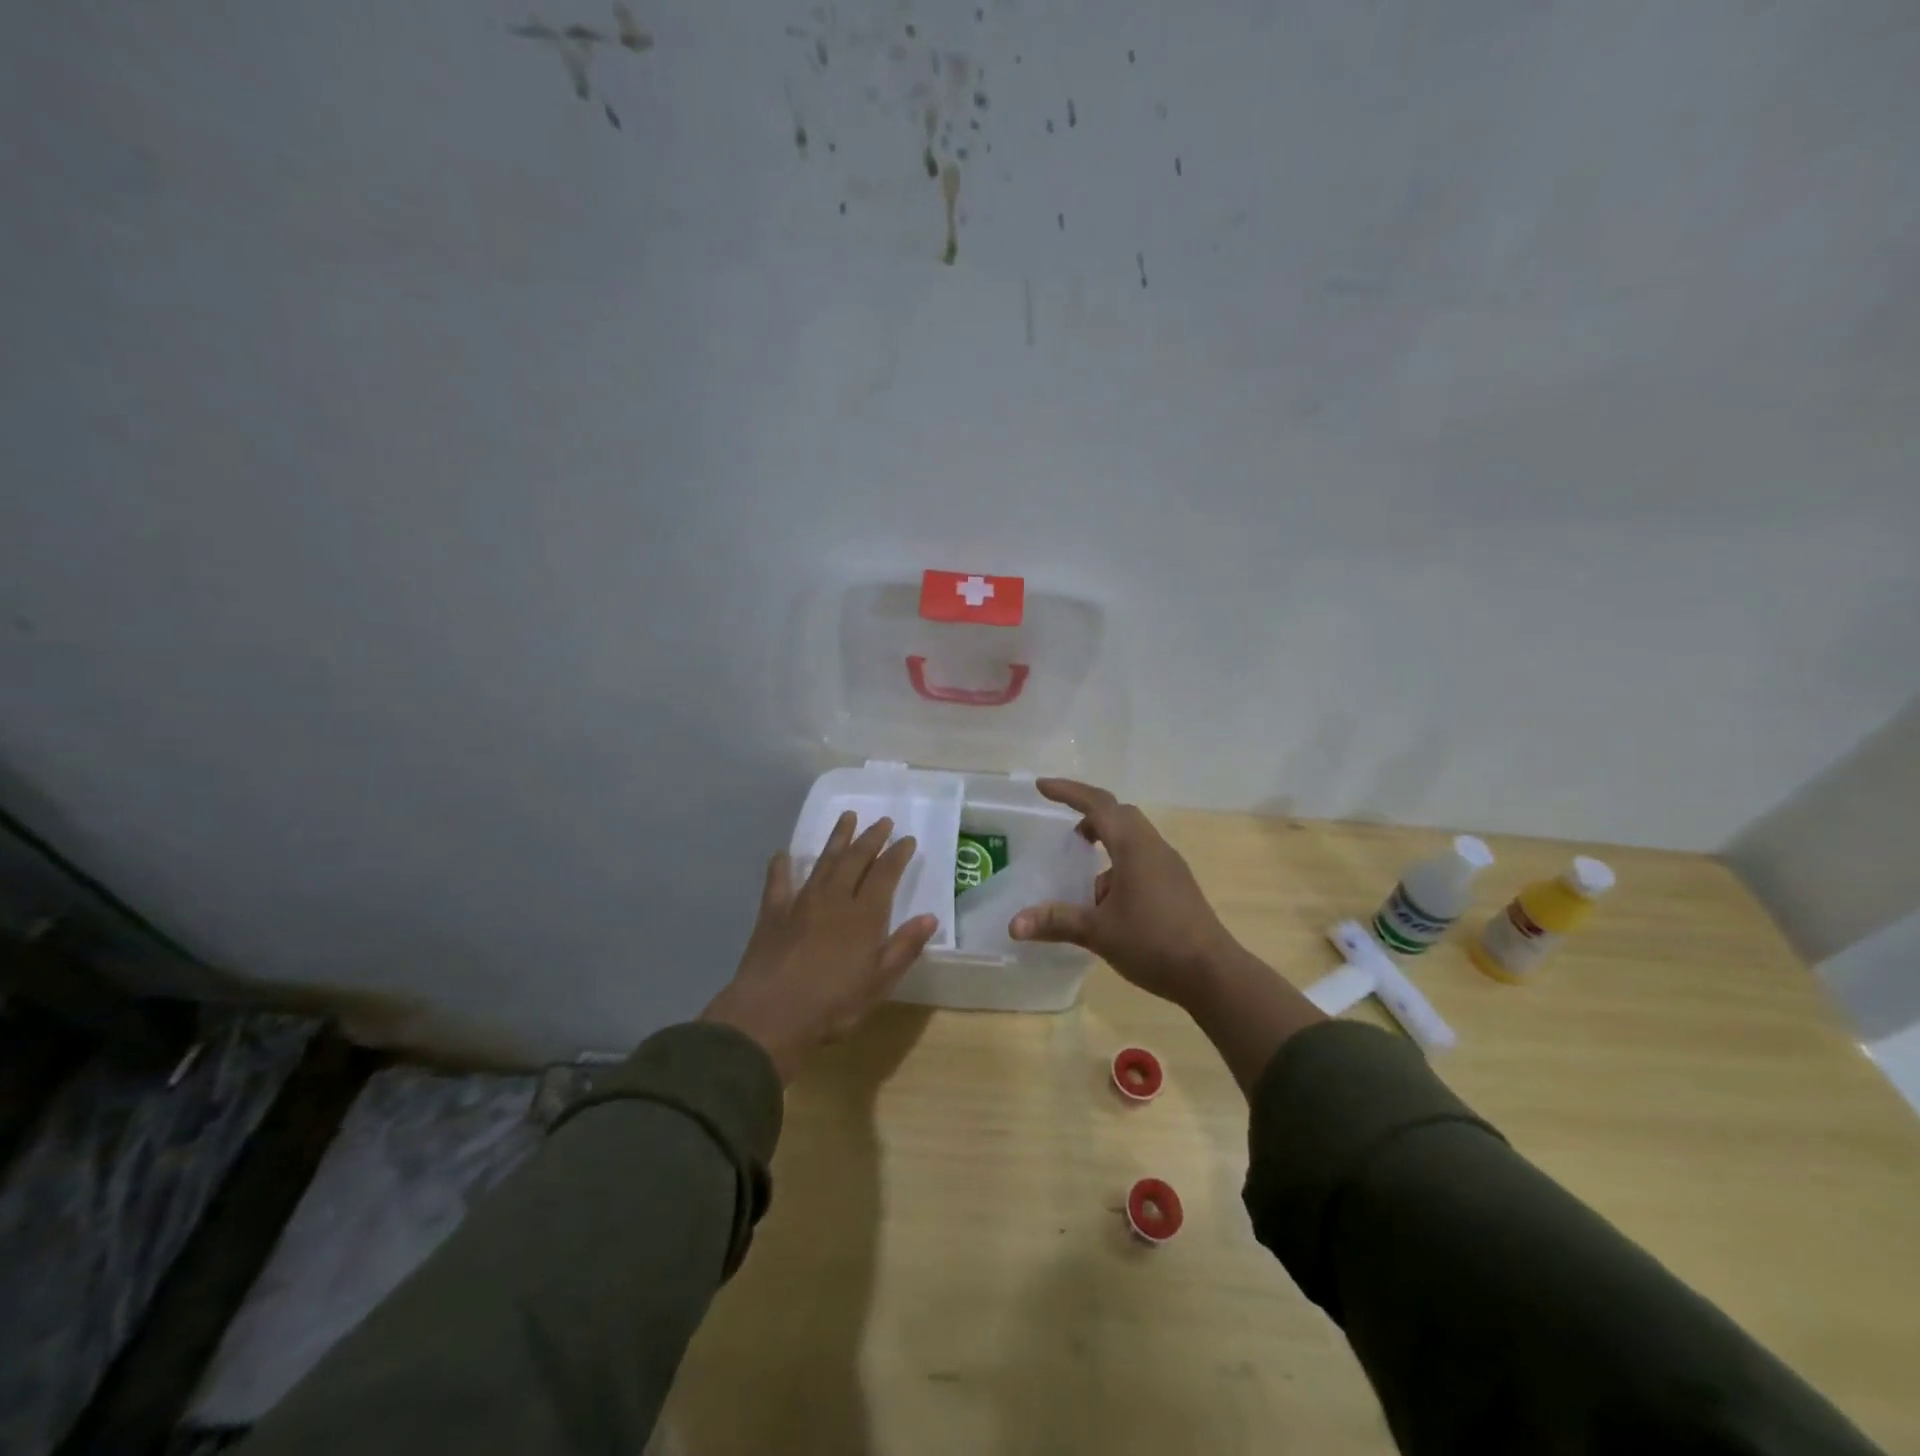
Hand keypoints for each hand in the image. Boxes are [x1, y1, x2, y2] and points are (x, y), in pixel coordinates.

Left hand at [703, 812, 937, 1082]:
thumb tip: (930, 918)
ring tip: (847, 817)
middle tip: (882, 821)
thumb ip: (904, 947)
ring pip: (823, 862)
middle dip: (871, 838)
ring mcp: (801, 903)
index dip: (897, 855)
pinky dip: (781, 866)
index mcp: (864, 915)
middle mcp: (834, 899)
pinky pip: (778, 882)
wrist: (770, 1016)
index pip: (885, 874)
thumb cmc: (832, 1005)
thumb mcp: (878, 983)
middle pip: (855, 860)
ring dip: (837, 838)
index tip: (907, 839)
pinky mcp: (772, 914)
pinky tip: (782, 854)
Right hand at [1011, 778, 1324, 1092]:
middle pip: (1119, 814)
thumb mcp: (1098, 932)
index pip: (1098, 805)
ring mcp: (1169, 866)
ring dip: (1105, 842)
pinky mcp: (1177, 885)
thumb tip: (1013, 924)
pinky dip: (1119, 863)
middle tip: (1064, 831)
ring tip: (1082, 870)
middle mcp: (1153, 847)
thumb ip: (1056, 922)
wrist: (1213, 974)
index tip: (1042, 787)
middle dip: (1089, 814)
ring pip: (1132, 837)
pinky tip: (1107, 899)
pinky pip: (1142, 858)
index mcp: (1133, 847)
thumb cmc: (1154, 943)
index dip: (1068, 792)